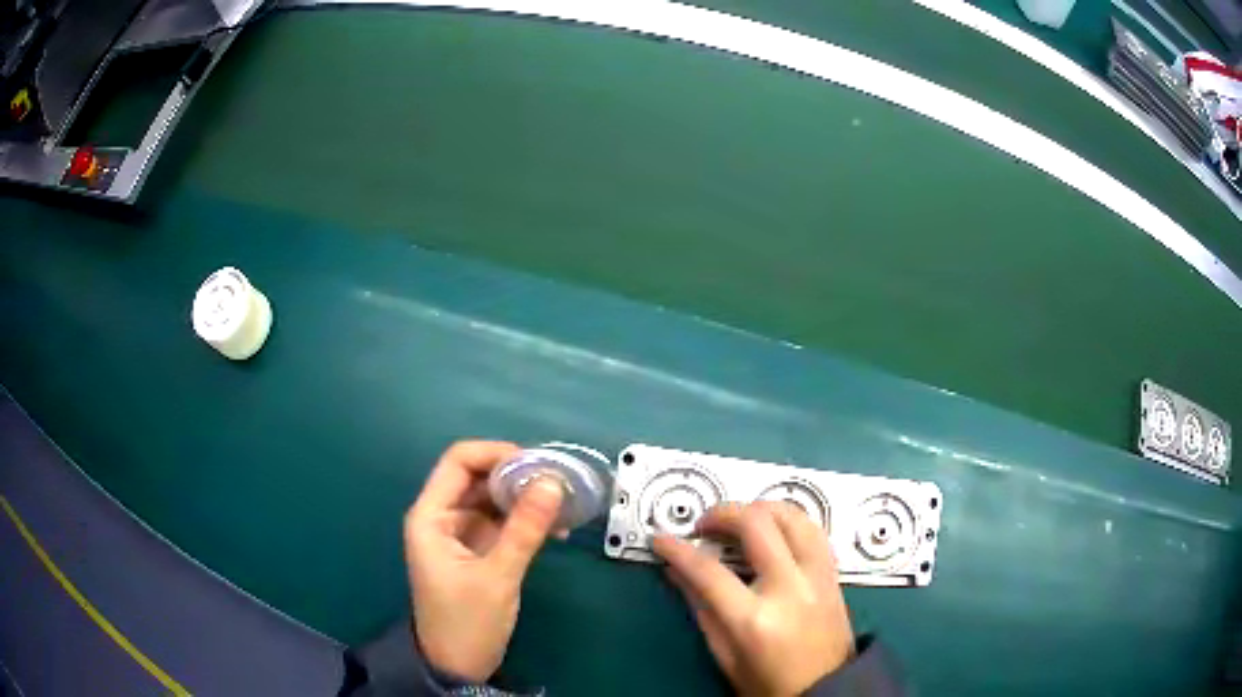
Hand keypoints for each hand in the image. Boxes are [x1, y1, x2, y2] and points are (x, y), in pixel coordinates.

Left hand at [404, 441, 563, 681]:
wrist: (457, 666)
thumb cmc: (466, 622)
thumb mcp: (498, 576)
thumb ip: (525, 529)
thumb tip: (553, 481)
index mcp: (431, 516)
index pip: (459, 462)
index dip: (496, 453)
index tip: (538, 463)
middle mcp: (442, 517)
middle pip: (479, 477)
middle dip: (517, 476)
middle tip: (560, 482)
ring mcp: (460, 533)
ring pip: (493, 499)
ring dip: (526, 498)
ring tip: (565, 504)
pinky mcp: (477, 549)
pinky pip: (502, 521)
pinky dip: (526, 520)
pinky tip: (556, 528)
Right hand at [654, 502, 854, 696]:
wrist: (824, 689)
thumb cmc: (768, 682)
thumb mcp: (724, 655)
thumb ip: (701, 609)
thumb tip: (677, 572)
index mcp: (755, 620)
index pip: (708, 572)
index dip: (678, 551)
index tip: (662, 539)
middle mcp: (790, 589)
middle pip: (756, 525)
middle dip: (722, 513)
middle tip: (704, 524)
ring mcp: (817, 577)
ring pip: (792, 515)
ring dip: (759, 507)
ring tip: (739, 519)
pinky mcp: (833, 574)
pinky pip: (813, 528)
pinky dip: (788, 519)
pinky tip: (772, 528)